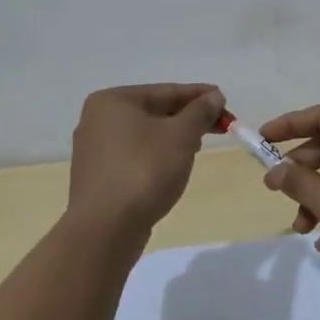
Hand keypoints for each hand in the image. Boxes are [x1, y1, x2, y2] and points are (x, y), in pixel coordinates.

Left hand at [67, 83, 223, 248]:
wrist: (105, 229)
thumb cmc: (144, 170)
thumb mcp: (181, 135)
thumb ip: (200, 112)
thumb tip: (214, 97)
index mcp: (113, 101)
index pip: (166, 91)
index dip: (200, 95)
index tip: (225, 102)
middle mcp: (97, 120)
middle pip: (154, 111)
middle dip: (188, 118)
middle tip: (219, 126)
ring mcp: (94, 150)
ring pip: (145, 135)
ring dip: (174, 137)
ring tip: (199, 147)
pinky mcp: (98, 177)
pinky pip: (135, 156)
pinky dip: (157, 156)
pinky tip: (174, 167)